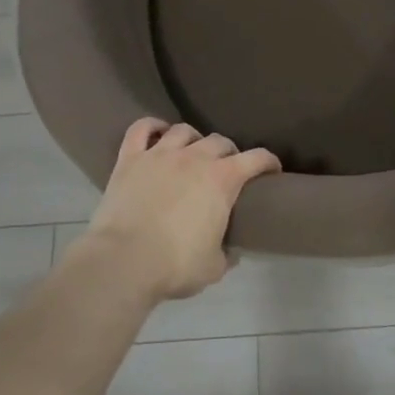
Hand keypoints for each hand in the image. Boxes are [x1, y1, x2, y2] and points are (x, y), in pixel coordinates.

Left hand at [73, 119, 281, 300]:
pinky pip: (141, 129)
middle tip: (227, 168)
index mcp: (223, 180)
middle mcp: (195, 157)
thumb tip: (231, 251)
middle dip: (229, 152)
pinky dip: (152, 126)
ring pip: (183, 130)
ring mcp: (160, 154)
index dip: (268, 162)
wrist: (123, 262)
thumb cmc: (175, 265)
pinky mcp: (130, 159)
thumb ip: (226, 254)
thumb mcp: (214, 267)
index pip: (257, 159)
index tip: (272, 170)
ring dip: (194, 139)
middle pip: (220, 141)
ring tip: (192, 151)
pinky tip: (157, 132)